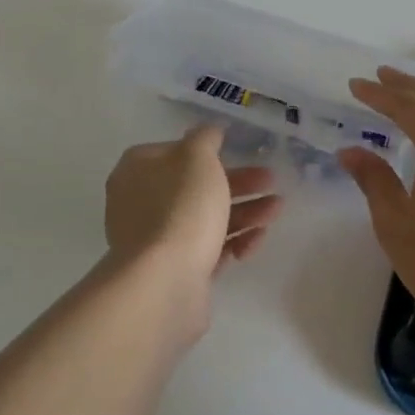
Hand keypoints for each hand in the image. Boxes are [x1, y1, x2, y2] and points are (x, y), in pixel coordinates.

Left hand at [102, 125, 281, 337]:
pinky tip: (256, 240)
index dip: (207, 150)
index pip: (173, 152)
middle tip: (271, 180)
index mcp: (137, 171)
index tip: (238, 151)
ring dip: (245, 211)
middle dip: (238, 183)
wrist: (165, 283)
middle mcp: (141, 204)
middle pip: (195, 186)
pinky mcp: (175, 271)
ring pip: (206, 218)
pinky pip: (209, 249)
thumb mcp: (198, 158)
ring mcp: (157, 240)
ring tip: (277, 210)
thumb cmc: (181, 208)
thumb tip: (208, 132)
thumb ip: (206, 138)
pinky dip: (234, 242)